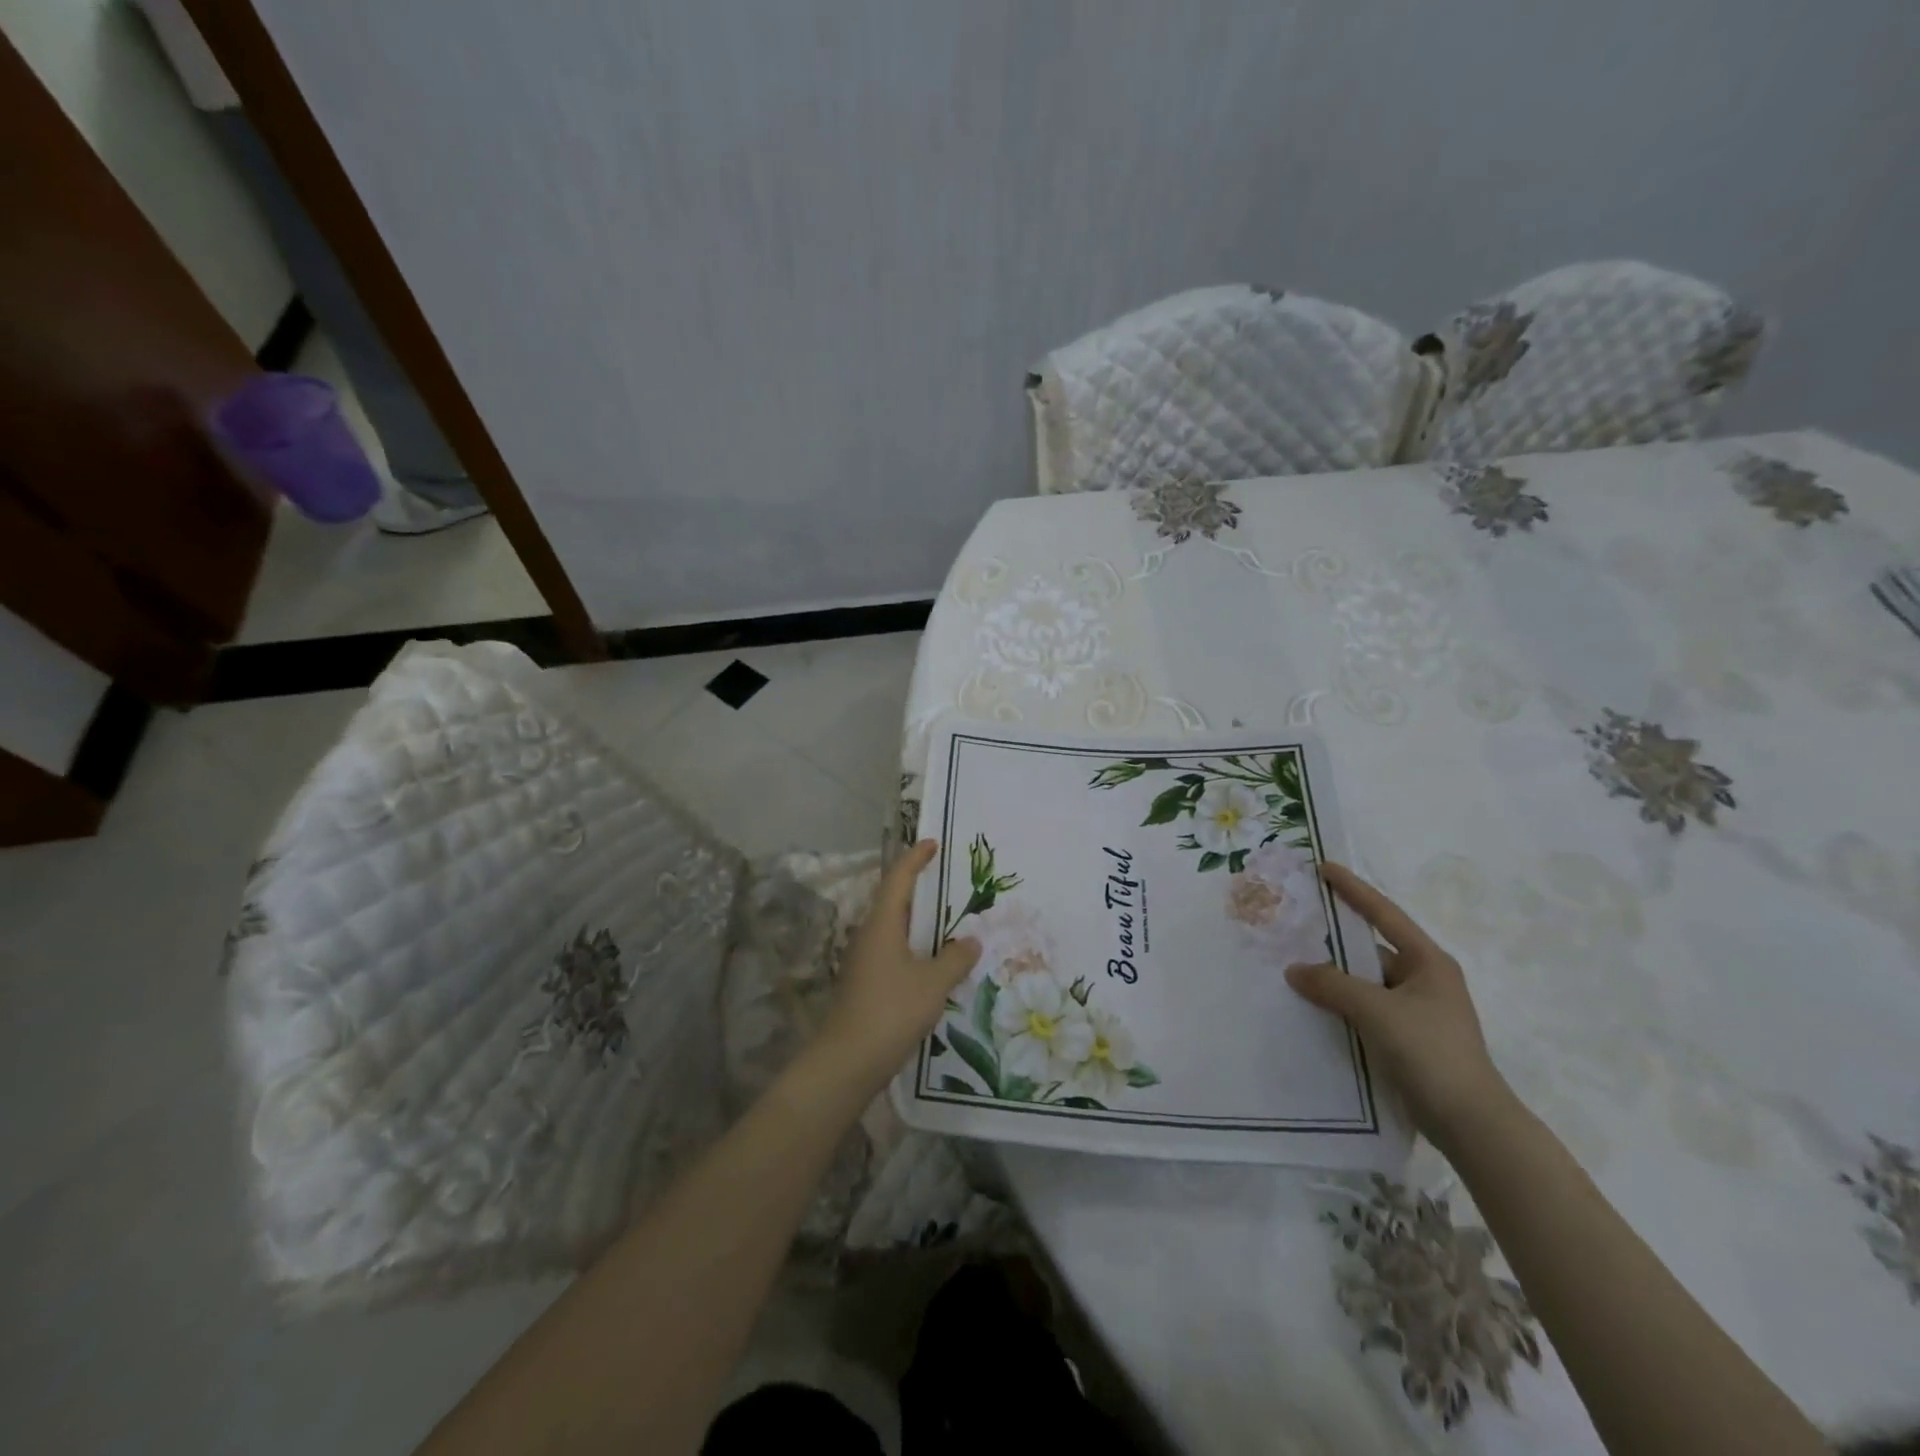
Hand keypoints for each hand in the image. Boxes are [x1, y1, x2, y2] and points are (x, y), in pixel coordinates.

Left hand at [815, 840, 980, 1089]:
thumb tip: (971, 941)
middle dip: (917, 888)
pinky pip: (892, 951)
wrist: (848, 1060)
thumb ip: (955, 958)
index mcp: (882, 924)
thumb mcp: (933, 983)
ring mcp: (863, 960)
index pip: (898, 879)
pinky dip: (912, 946)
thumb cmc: (891, 1010)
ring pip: (892, 928)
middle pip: (893, 901)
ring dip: (916, 920)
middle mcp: (868, 935)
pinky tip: (931, 961)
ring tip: (946, 920)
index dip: (915, 859)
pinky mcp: (864, 982)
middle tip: (946, 881)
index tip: (932, 844)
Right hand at [1285, 862, 1513, 1146]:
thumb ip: (1333, 985)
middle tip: (1296, 924)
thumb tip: (1294, 970)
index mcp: (1428, 962)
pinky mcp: (1408, 1039)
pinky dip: (1341, 1006)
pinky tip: (1312, 1008)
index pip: (1384, 914)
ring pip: (1365, 983)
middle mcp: (1425, 980)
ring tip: (1292, 967)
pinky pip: (1366, 1010)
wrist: (1472, 1124)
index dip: (1353, 889)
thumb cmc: (1432, 1053)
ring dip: (1334, 978)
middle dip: (1334, 940)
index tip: (1324, 868)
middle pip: (1370, 950)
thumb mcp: (1377, 1012)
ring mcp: (1417, 1011)